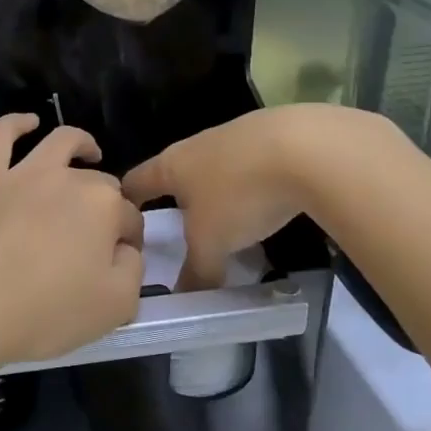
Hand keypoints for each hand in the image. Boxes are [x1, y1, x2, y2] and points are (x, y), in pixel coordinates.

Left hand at [0, 115, 144, 370]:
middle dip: (107, 203)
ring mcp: (22, 173)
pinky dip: (16, 123)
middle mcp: (67, 178)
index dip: (129, 240)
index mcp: (103, 207)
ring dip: (81, 144)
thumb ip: (133, 270)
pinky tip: (28, 123)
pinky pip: (0, 136)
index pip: (129, 219)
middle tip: (96, 235)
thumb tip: (124, 249)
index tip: (119, 262)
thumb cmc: (43, 313)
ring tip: (88, 151)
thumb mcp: (115, 307)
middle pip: (99, 183)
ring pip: (60, 143)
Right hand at [124, 104, 384, 289]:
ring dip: (216, 193)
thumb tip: (184, 296)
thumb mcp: (212, 243)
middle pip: (176, 173)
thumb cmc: (240, 194)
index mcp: (171, 165)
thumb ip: (196, 271)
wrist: (307, 148)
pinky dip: (251, 185)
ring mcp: (235, 135)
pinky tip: (267, 203)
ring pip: (215, 168)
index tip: (123, 221)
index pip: (135, 181)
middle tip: (179, 232)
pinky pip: (250, 164)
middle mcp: (197, 144)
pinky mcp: (272, 135)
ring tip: (227, 223)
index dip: (125, 201)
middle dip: (175, 200)